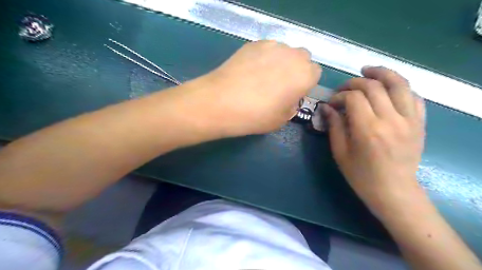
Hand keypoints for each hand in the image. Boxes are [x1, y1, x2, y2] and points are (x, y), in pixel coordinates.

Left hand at [199, 39, 319, 136]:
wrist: (221, 102)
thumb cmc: (256, 116)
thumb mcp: (281, 120)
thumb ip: (291, 105)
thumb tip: (288, 97)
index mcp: (304, 75)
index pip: (315, 73)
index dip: (305, 84)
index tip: (293, 93)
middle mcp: (292, 55)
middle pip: (302, 58)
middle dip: (296, 69)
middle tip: (280, 84)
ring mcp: (271, 46)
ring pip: (284, 51)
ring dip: (280, 62)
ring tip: (262, 77)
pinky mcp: (253, 44)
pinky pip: (266, 49)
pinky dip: (263, 58)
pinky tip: (249, 71)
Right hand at [324, 67, 424, 216]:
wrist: (394, 191)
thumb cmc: (361, 175)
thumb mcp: (340, 152)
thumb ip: (334, 126)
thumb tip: (327, 107)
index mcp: (368, 130)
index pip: (353, 98)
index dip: (339, 95)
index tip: (331, 101)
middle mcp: (391, 120)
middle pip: (374, 86)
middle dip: (355, 82)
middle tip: (344, 88)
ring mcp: (409, 120)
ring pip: (399, 84)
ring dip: (381, 73)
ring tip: (368, 70)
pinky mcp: (420, 123)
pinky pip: (414, 96)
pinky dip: (400, 87)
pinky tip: (388, 88)